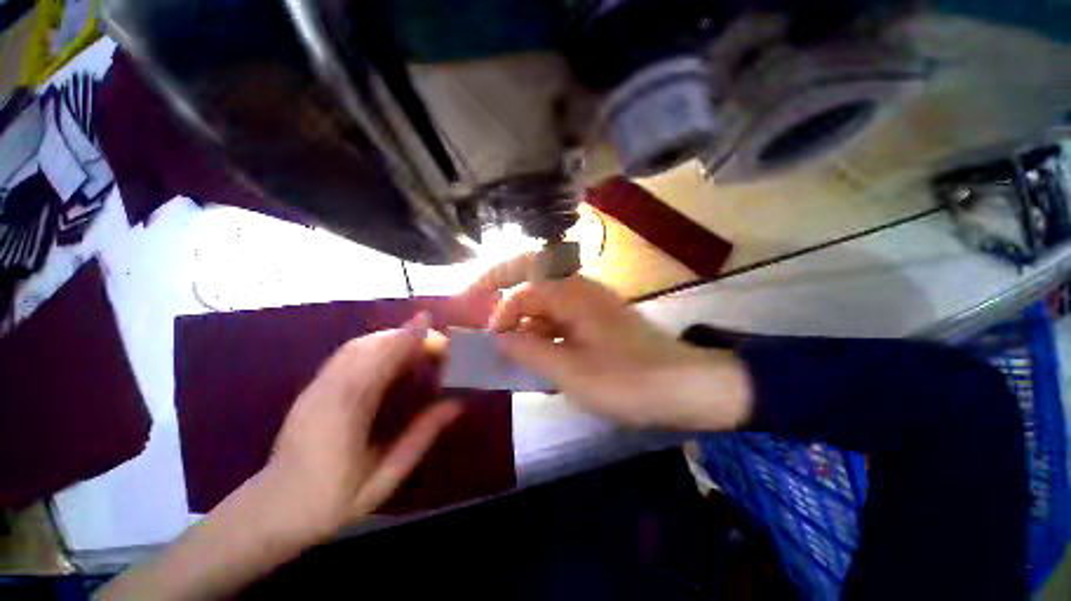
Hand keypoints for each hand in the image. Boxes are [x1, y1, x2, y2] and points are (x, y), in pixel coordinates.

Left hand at [264, 314, 461, 540]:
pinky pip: (347, 354)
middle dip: (405, 335)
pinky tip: (391, 354)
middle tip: (436, 342)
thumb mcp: (384, 478)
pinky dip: (375, 345)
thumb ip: (421, 437)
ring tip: (419, 344)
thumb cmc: (331, 501)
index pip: (382, 361)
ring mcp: (316, 386)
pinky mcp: (313, 386)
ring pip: (357, 345)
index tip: (434, 326)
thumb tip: (456, 404)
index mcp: (345, 413)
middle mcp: (328, 390)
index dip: (408, 339)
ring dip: (391, 337)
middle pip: (369, 345)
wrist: (272, 511)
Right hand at [468, 255, 750, 429]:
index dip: (499, 301)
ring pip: (547, 305)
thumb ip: (530, 351)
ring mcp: (591, 306)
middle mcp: (581, 291)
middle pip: (534, 286)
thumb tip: (499, 338)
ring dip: (527, 324)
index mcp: (574, 294)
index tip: (486, 330)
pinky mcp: (598, 322)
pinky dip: (545, 335)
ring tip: (514, 354)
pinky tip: (540, 358)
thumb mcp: (571, 372)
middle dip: (508, 305)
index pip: (524, 282)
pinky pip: (562, 320)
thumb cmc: (628, 380)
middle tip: (492, 333)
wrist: (685, 387)